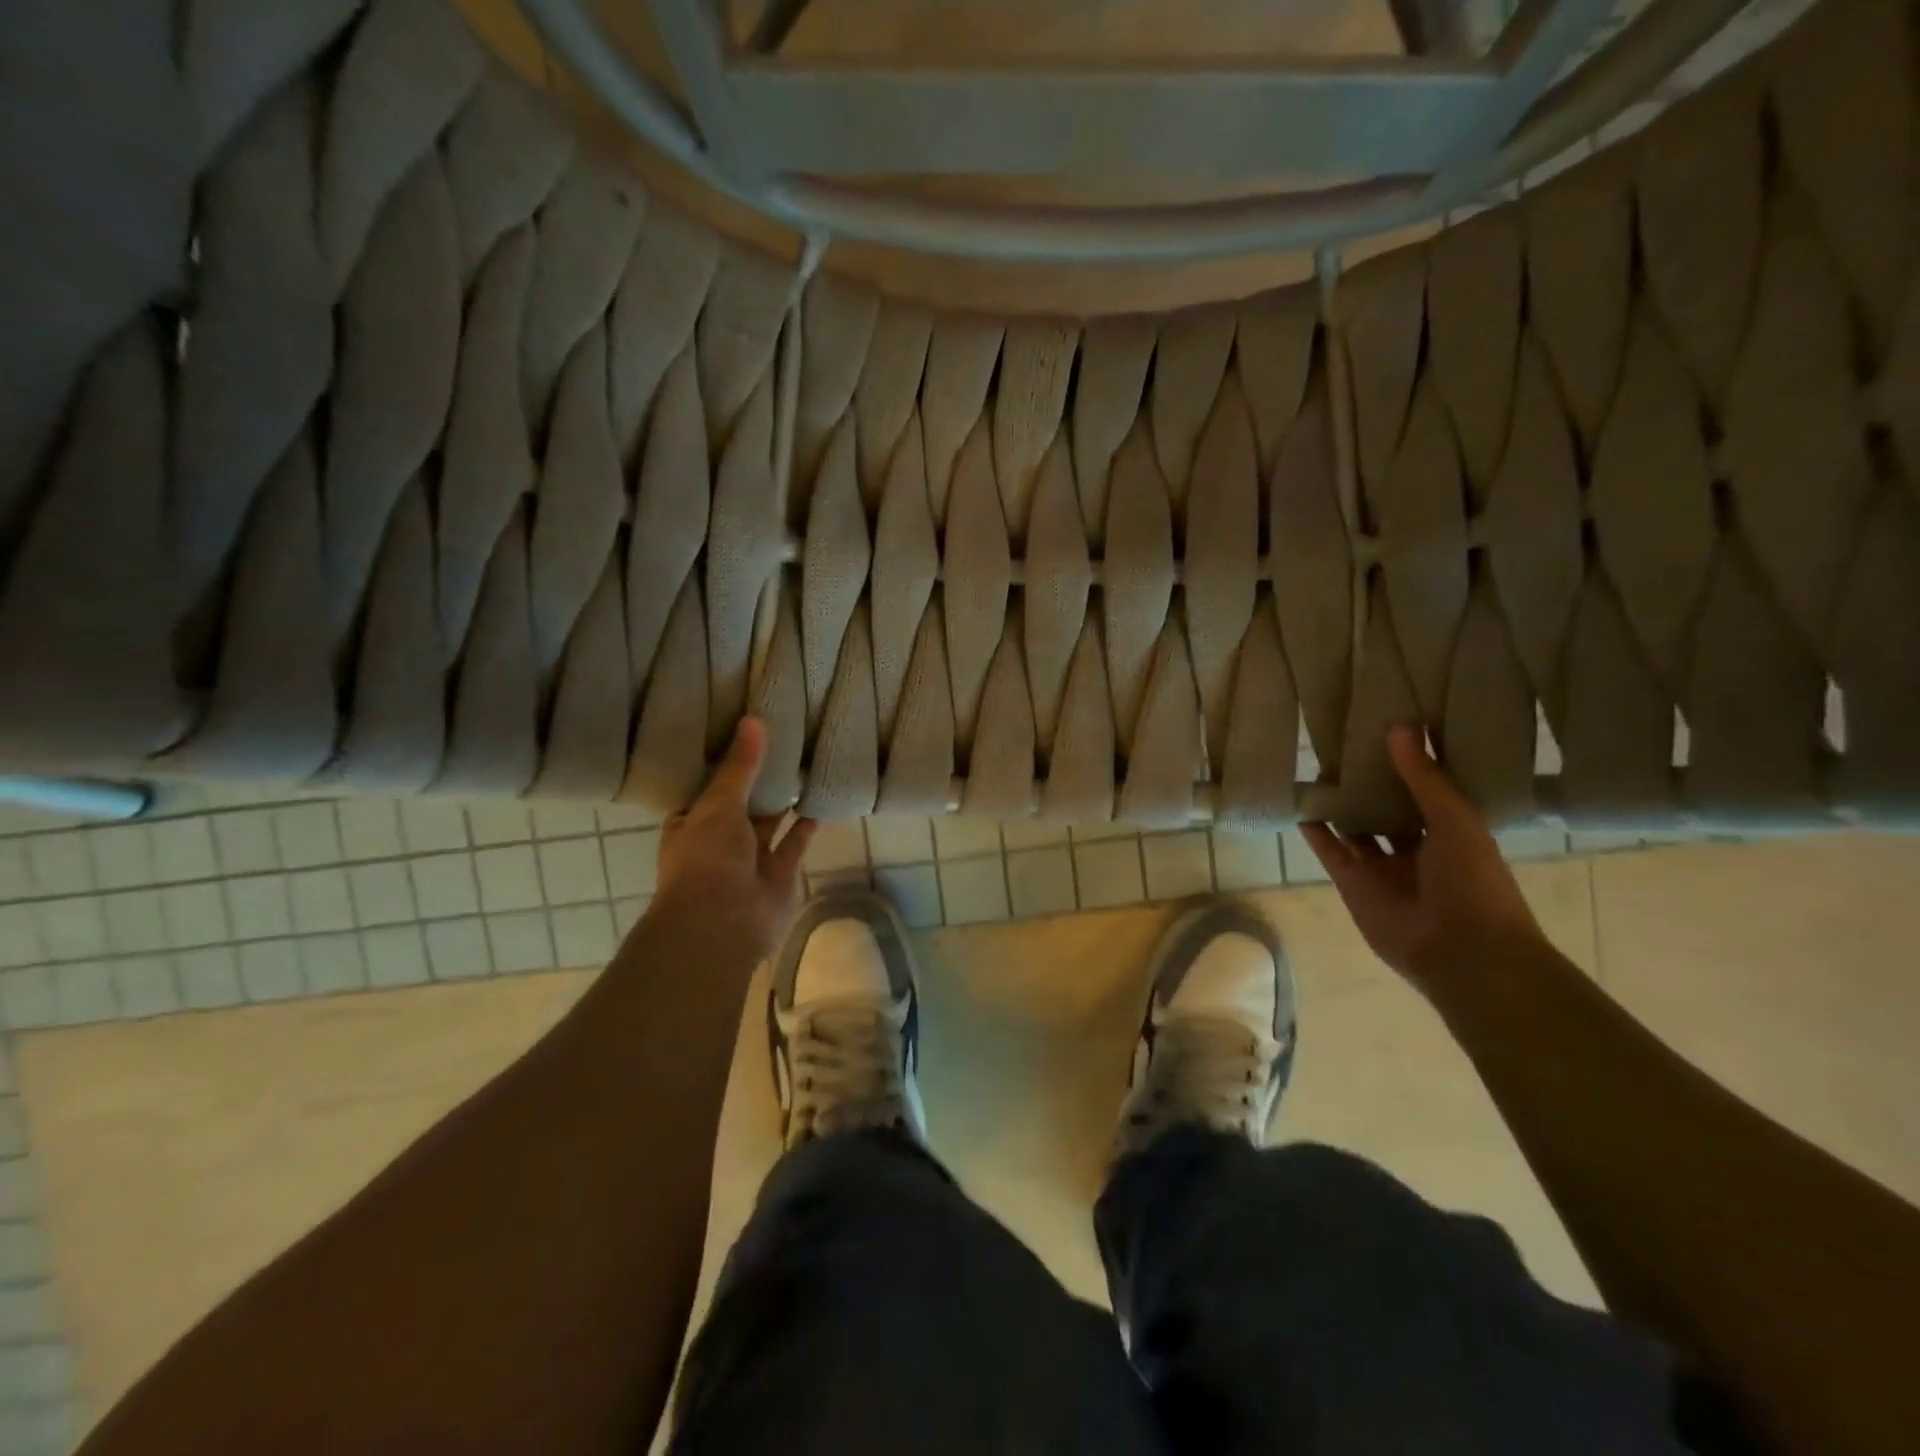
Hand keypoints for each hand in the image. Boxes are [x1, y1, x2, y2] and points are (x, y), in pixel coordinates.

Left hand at [650, 717, 816, 959]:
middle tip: (783, 739)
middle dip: (759, 779)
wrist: (722, 924)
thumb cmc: (707, 859)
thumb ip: (739, 766)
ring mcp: (750, 858)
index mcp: (692, 822)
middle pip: (742, 802)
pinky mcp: (780, 872)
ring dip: (785, 798)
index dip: (724, 763)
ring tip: (806, 761)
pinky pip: (795, 841)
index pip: (707, 787)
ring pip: (771, 821)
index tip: (743, 733)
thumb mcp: (719, 803)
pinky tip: (822, 795)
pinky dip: (808, 823)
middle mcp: (720, 839)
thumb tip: (753, 719)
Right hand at [1301, 727, 1546, 997]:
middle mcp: (1415, 848)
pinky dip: (1316, 833)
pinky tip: (1301, 806)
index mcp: (1451, 832)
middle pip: (1387, 809)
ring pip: (1356, 829)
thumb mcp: (1455, 821)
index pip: (1425, 790)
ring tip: (1318, 770)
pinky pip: (1330, 852)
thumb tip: (1399, 727)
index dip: (1407, 764)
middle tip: (1345, 745)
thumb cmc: (1474, 883)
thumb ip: (1425, 778)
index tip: (1387, 728)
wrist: (1462, 952)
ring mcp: (1381, 867)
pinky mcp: (1353, 883)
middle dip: (1369, 783)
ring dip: (1340, 805)